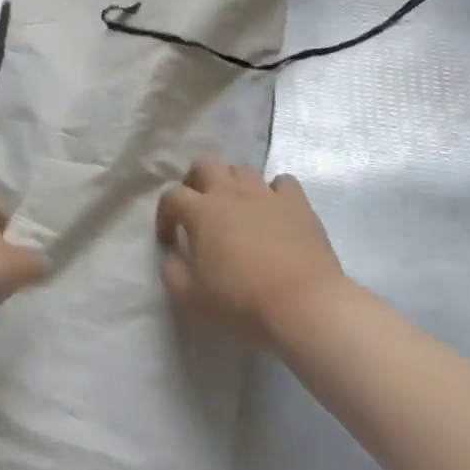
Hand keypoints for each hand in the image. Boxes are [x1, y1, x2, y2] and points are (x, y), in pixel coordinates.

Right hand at [156, 157, 359, 347]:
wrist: (304, 306)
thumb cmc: (242, 302)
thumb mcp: (191, 299)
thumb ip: (172, 273)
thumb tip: (171, 256)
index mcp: (201, 211)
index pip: (171, 196)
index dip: (164, 214)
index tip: (169, 239)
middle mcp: (231, 192)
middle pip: (205, 164)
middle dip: (196, 180)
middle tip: (198, 208)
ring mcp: (266, 194)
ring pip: (242, 169)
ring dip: (232, 184)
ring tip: (235, 209)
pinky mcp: (297, 203)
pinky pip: (283, 182)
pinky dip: (274, 192)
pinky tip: (273, 211)